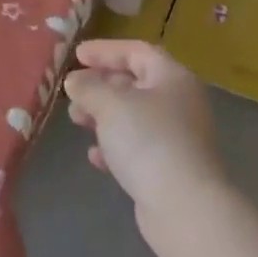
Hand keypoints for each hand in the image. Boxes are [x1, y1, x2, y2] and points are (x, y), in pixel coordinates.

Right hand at [64, 40, 222, 220]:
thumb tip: (75, 81)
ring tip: (77, 121)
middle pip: (135, 83)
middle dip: (100, 85)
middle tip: (73, 92)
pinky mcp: (169, 167)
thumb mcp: (111, 104)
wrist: (184, 206)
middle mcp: (179, 102)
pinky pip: (137, 147)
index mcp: (172, 77)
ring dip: (103, 115)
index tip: (77, 55)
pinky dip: (115, 146)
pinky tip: (96, 157)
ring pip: (134, 117)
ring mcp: (177, 137)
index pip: (137, 52)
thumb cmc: (148, 141)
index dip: (106, 51)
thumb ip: (88, 87)